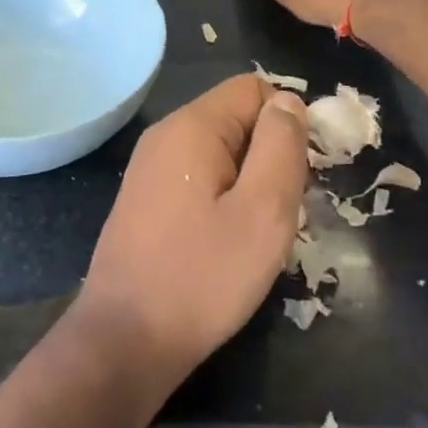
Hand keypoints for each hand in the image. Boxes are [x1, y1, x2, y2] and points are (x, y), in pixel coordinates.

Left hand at [78, 75, 308, 386]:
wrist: (125, 340)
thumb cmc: (202, 277)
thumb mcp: (263, 212)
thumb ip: (281, 147)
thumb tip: (288, 101)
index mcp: (192, 126)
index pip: (254, 88)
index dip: (289, 120)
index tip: (303, 172)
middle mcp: (165, 135)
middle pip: (236, 118)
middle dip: (270, 154)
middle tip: (284, 211)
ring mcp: (150, 167)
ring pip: (220, 151)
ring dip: (249, 181)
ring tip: (258, 232)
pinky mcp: (145, 198)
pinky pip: (198, 177)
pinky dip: (223, 198)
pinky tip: (227, 242)